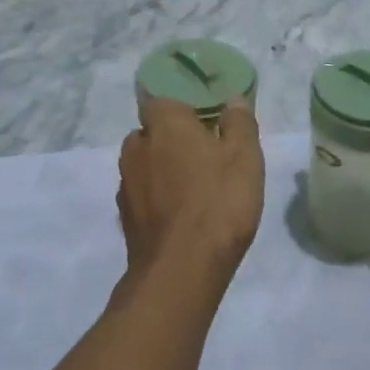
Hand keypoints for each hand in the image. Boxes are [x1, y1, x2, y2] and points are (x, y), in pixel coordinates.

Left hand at [117, 98, 265, 282]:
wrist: (182, 268)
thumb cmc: (219, 202)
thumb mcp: (246, 157)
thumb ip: (239, 123)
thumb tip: (233, 102)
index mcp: (165, 124)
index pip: (163, 101)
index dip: (183, 111)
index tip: (205, 124)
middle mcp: (137, 147)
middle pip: (151, 133)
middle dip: (171, 140)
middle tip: (203, 157)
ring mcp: (126, 183)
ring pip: (144, 164)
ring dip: (161, 170)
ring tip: (192, 189)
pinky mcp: (124, 216)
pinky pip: (141, 194)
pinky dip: (156, 198)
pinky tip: (179, 215)